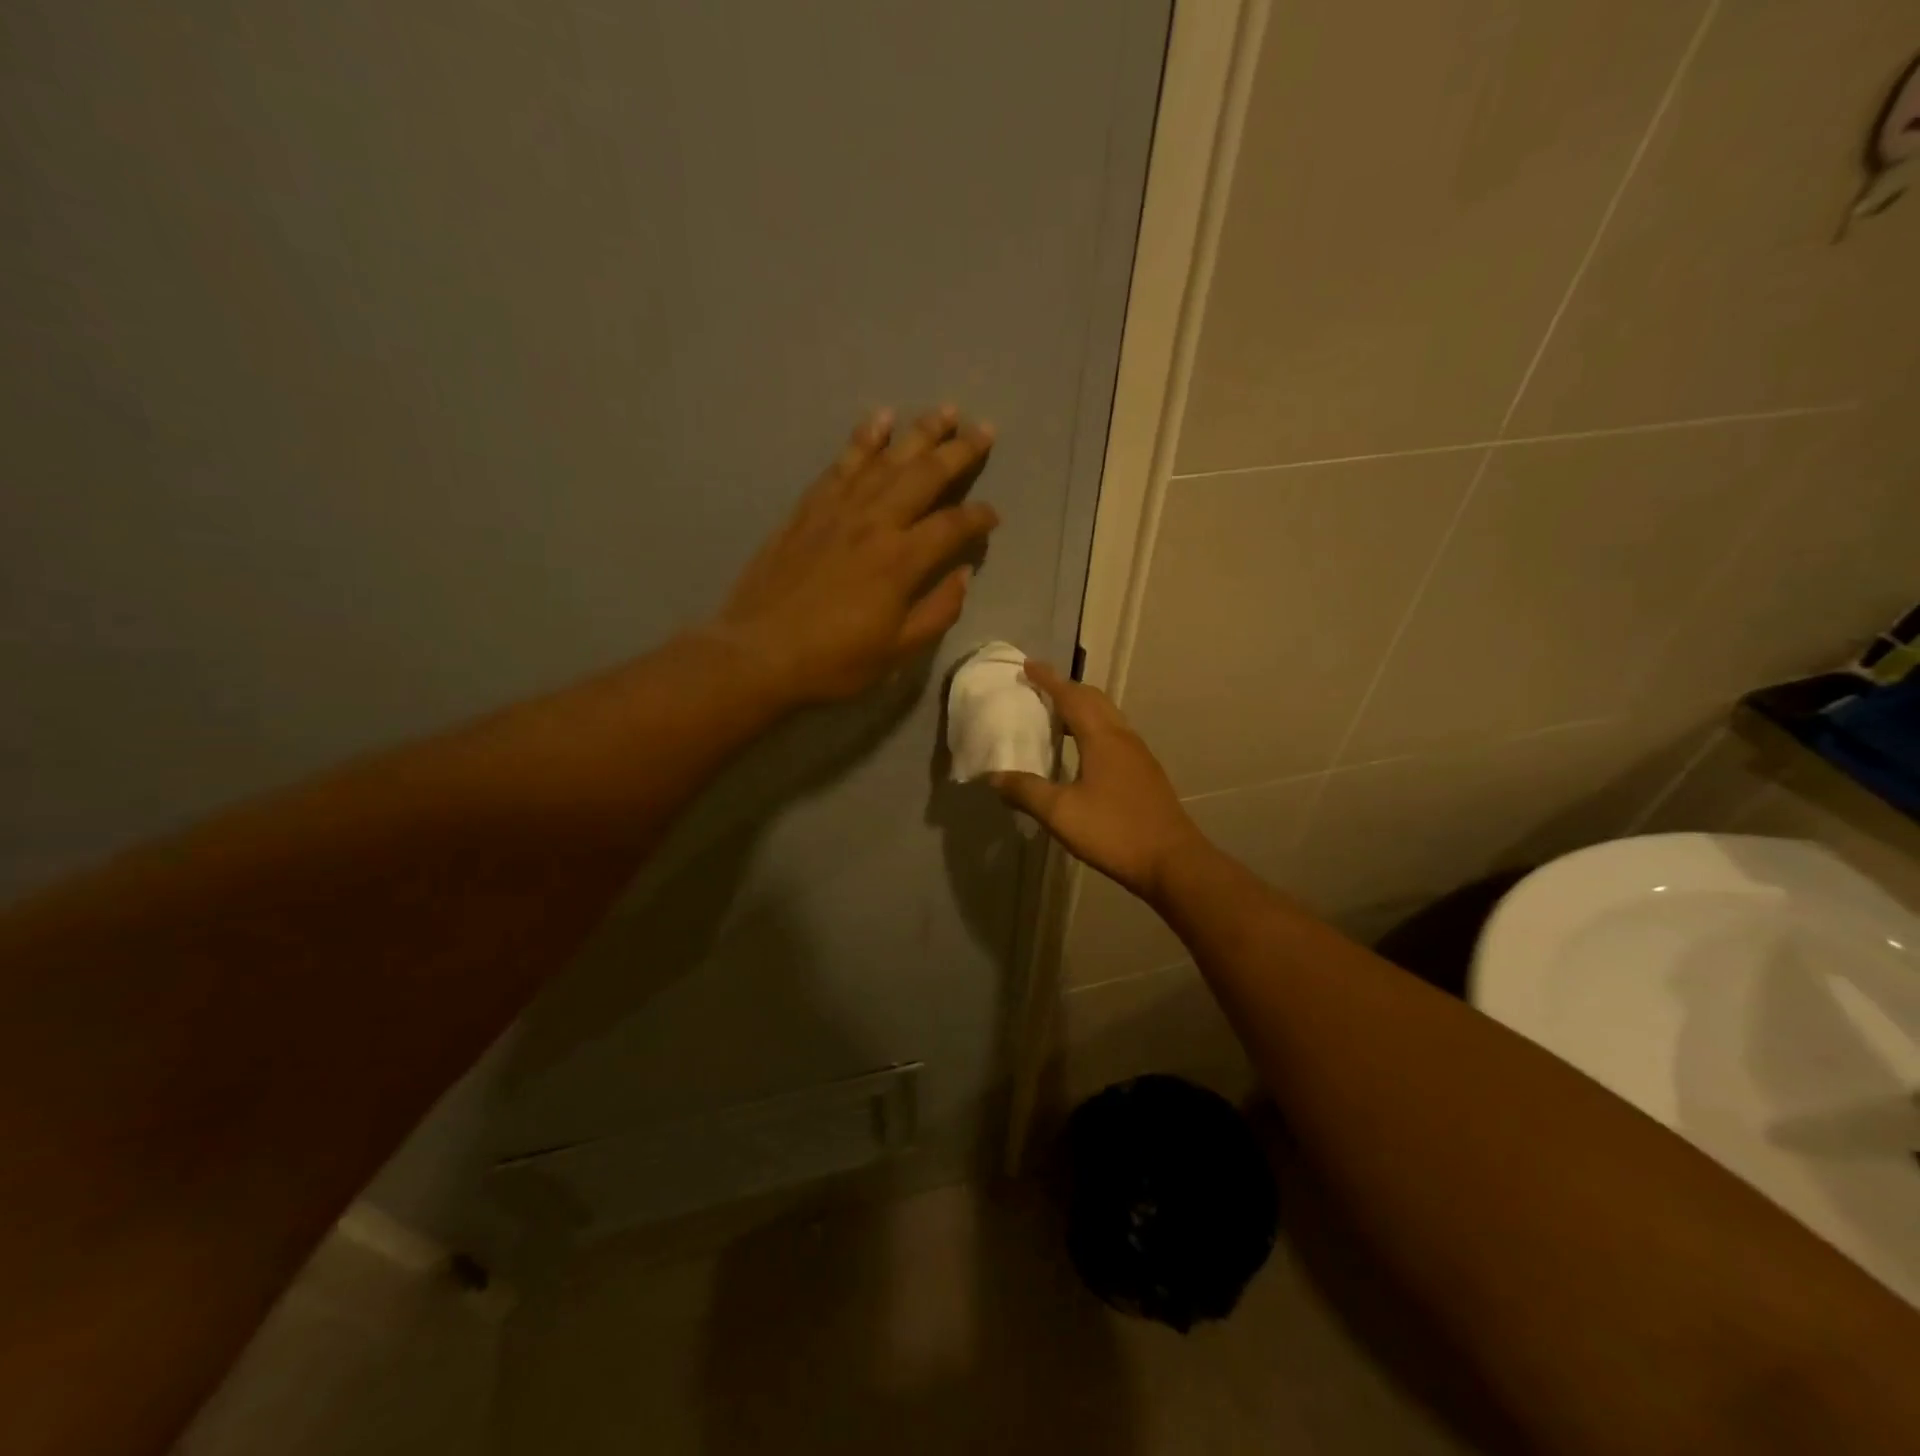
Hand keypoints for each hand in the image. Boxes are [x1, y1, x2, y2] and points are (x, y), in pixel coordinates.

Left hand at [709, 407, 998, 704]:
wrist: (758, 653)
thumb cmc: (834, 661)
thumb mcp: (897, 650)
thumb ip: (937, 611)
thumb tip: (962, 575)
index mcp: (901, 560)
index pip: (953, 526)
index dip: (979, 518)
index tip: (993, 516)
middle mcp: (875, 522)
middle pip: (925, 475)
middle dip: (959, 451)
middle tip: (985, 429)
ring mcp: (838, 510)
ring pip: (886, 459)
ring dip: (918, 432)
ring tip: (944, 411)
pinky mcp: (808, 509)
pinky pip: (841, 464)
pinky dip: (863, 439)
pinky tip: (878, 420)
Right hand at [989, 661, 1207, 903]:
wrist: (1172, 861)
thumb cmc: (1114, 831)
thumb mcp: (1061, 813)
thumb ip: (1026, 791)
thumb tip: (994, 777)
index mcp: (1102, 738)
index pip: (1071, 696)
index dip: (1048, 680)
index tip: (1028, 665)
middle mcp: (1123, 737)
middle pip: (1094, 699)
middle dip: (1067, 688)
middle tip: (1040, 688)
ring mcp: (1139, 755)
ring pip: (1108, 717)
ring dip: (1082, 708)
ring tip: (1057, 716)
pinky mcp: (1146, 773)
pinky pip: (1115, 735)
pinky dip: (1094, 728)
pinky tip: (1083, 752)